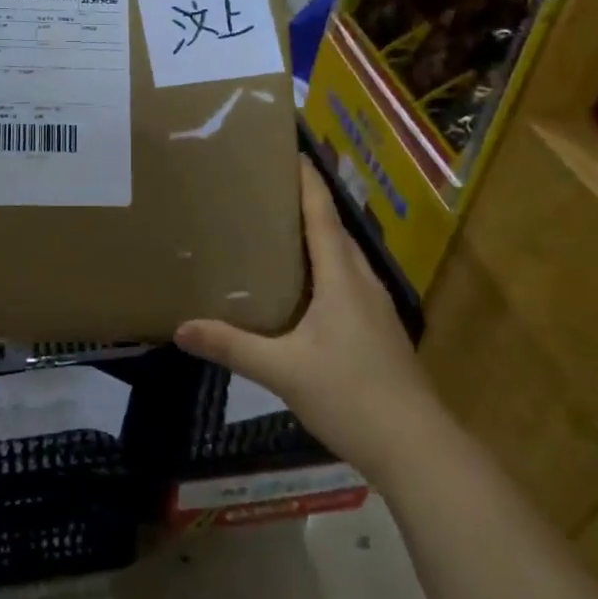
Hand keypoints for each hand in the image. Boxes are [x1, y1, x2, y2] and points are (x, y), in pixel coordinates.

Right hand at [175, 161, 433, 479]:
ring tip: (279, 231)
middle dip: (307, 204)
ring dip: (318, 236)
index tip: (290, 151)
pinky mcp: (379, 329)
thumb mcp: (282, 371)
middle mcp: (362, 282)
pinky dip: (325, 268)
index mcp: (341, 278)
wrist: (416, 447)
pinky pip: (348, 281)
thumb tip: (181, 328)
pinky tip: (304, 288)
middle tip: (267, 190)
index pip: (323, 215)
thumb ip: (232, 346)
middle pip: (334, 230)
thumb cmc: (350, 395)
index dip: (308, 182)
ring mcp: (376, 307)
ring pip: (343, 257)